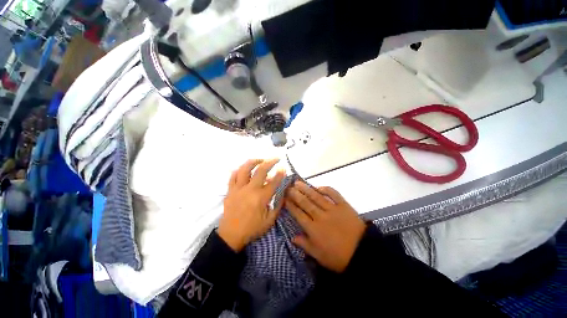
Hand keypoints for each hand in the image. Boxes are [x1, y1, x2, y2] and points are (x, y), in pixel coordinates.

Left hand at [218, 159, 285, 251]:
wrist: (231, 235)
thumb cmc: (252, 229)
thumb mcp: (270, 220)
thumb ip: (278, 205)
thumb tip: (283, 192)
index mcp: (261, 198)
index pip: (274, 181)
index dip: (280, 173)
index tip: (284, 168)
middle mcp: (250, 190)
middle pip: (261, 171)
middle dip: (270, 162)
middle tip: (276, 158)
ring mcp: (238, 189)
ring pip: (245, 169)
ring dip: (254, 161)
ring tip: (261, 159)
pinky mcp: (230, 190)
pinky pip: (233, 176)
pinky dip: (239, 170)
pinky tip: (245, 169)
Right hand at [285, 182, 365, 271]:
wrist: (363, 253)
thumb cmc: (338, 257)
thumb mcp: (319, 256)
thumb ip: (305, 245)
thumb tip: (292, 237)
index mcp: (314, 229)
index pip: (299, 214)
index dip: (291, 205)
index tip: (284, 198)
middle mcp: (321, 216)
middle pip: (305, 203)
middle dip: (295, 194)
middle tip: (288, 187)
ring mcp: (333, 209)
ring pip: (316, 197)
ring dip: (306, 189)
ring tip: (298, 183)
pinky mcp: (344, 205)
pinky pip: (334, 194)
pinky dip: (326, 189)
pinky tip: (319, 186)